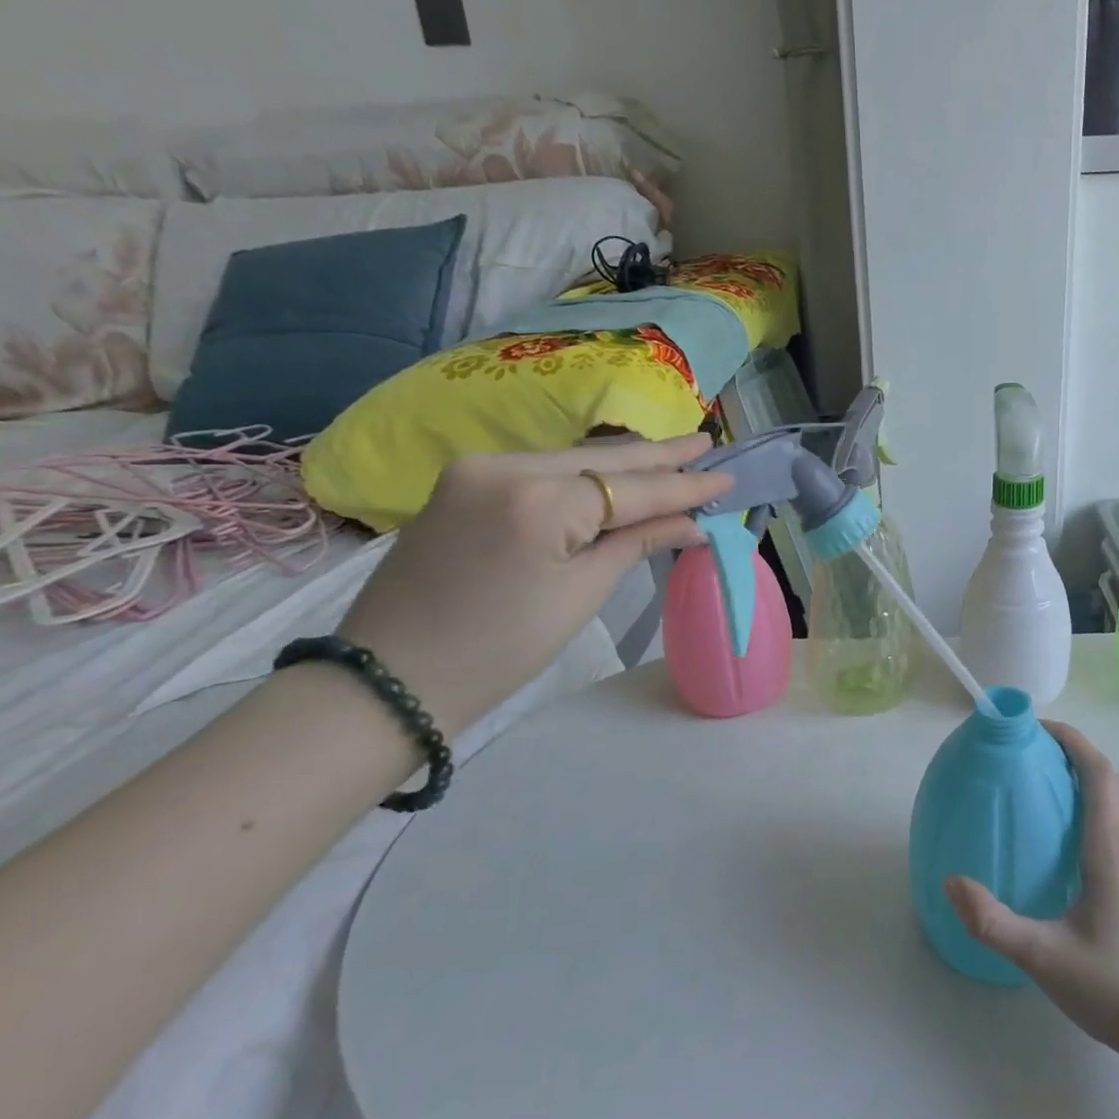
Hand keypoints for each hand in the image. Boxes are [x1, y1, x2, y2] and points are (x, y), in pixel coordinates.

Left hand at [334, 436, 730, 735]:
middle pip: (601, 458)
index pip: (632, 488)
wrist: (392, 677)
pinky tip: (613, 471)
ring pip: (571, 459)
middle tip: (705, 442)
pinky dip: (582, 473)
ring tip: (674, 451)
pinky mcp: (462, 481)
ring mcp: (477, 468)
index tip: (726, 476)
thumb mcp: (580, 595)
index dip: (684, 486)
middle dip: (658, 455)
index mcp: (539, 499)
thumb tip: (691, 523)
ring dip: (622, 462)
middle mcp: (506, 466)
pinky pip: (539, 469)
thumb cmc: (500, 649)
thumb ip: (636, 542)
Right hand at [945, 723, 1118, 1078]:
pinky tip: (1064, 841)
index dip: (1071, 740)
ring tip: (1042, 787)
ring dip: (1084, 780)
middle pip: (1108, 779)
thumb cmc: (1117, 987)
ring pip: (1116, 803)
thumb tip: (951, 882)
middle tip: (1029, 753)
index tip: (1035, 728)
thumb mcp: (1044, 957)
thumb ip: (994, 922)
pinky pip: (1117, 827)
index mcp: (1110, 846)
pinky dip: (1091, 809)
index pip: (1098, 771)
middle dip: (1072, 753)